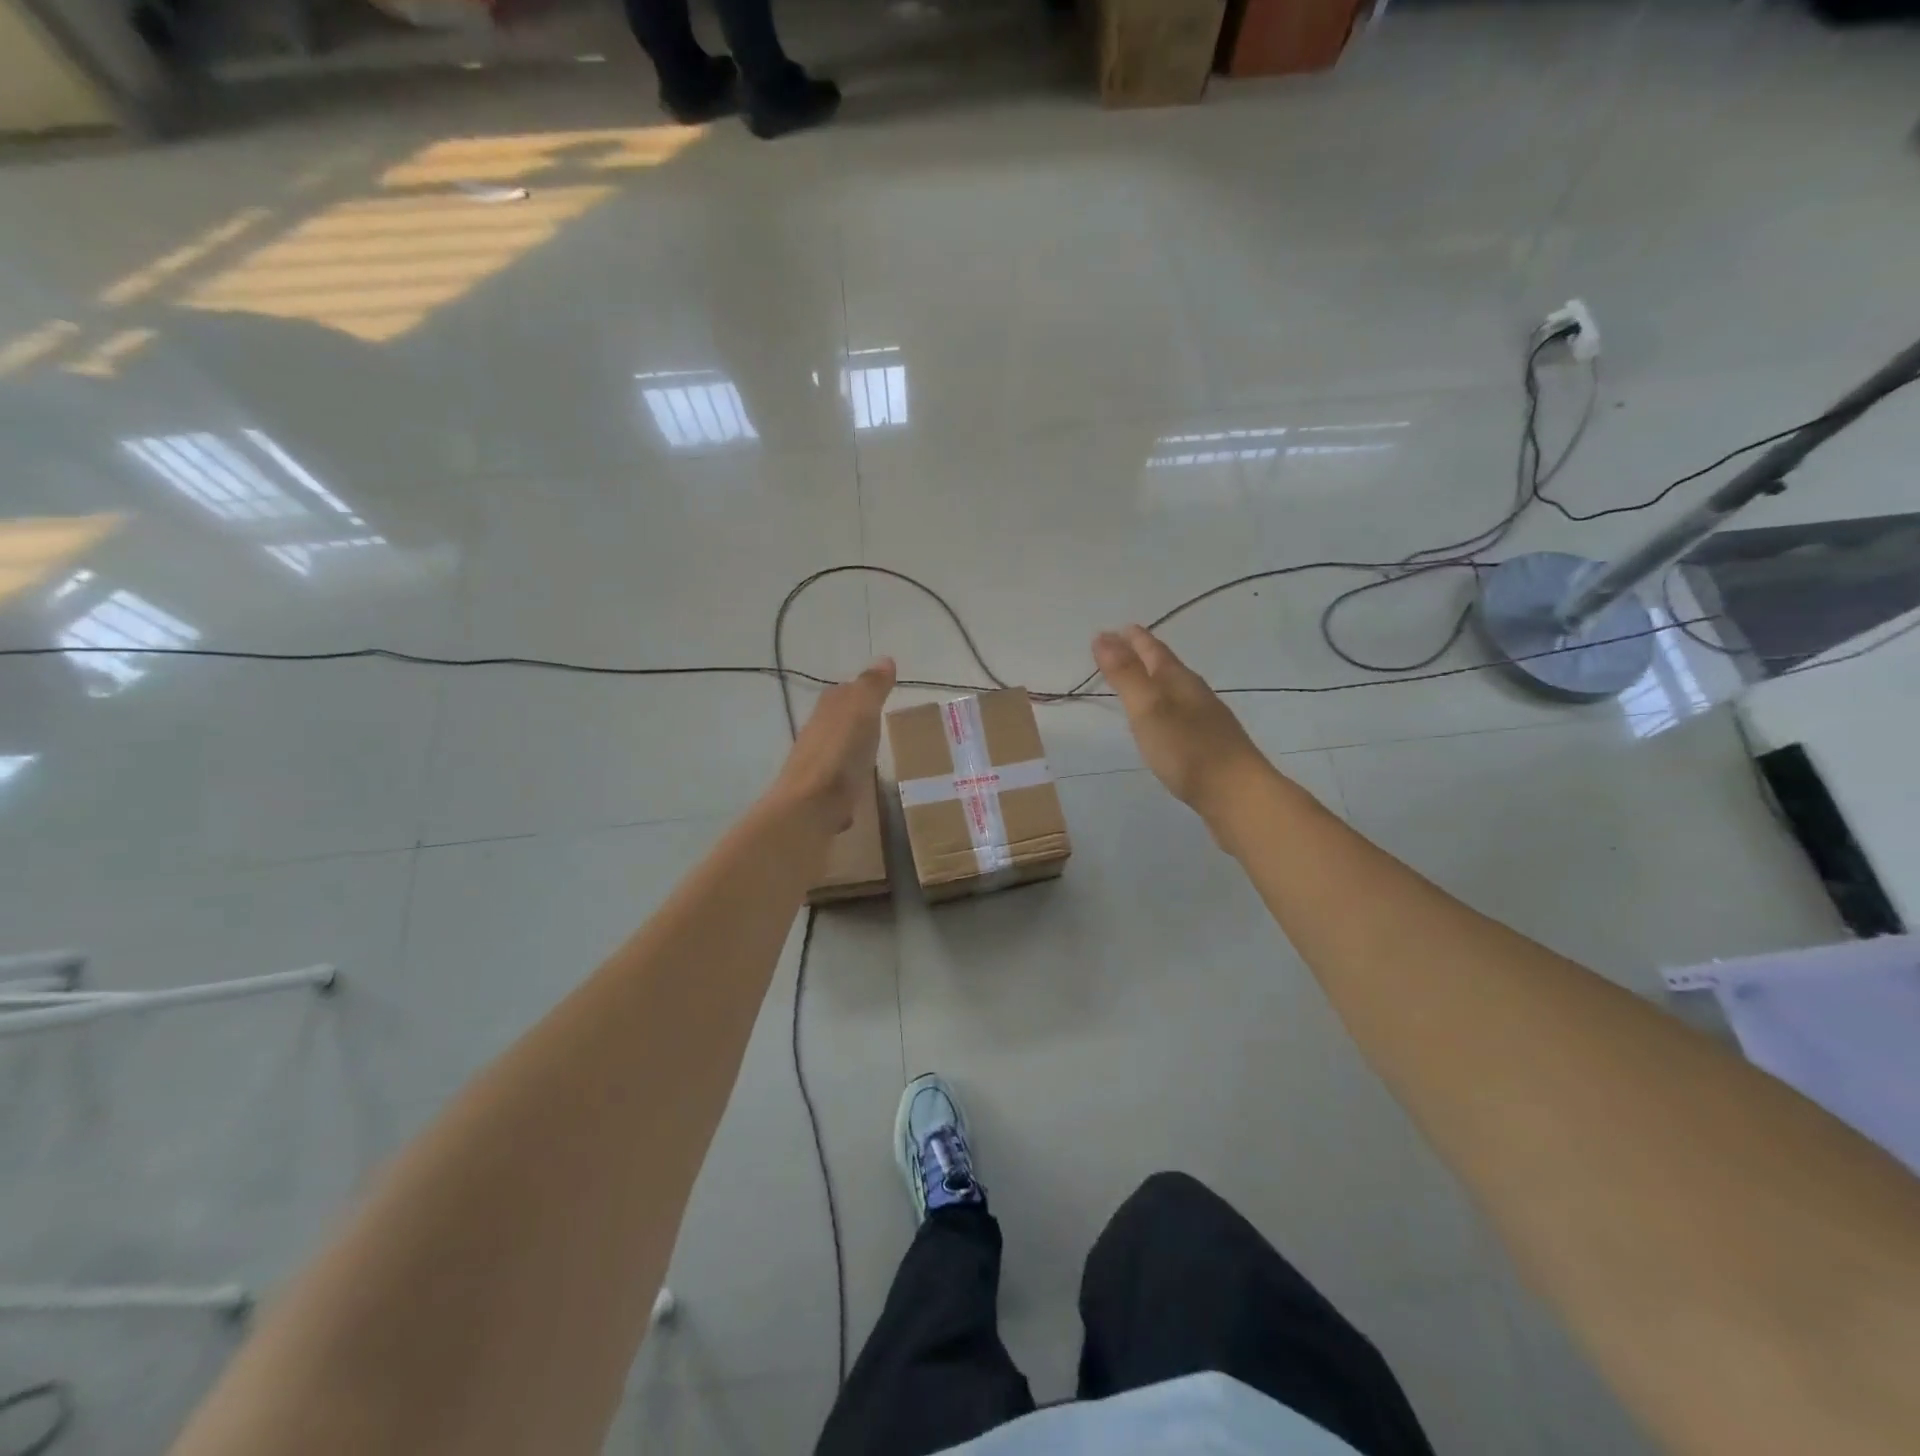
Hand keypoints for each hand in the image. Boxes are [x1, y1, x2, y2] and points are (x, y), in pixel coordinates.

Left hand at [770, 658, 896, 832]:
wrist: (809, 806)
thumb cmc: (839, 754)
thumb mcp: (862, 712)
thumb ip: (872, 687)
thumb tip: (884, 658)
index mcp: (829, 711)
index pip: (844, 693)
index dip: (859, 690)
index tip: (879, 691)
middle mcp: (818, 734)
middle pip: (838, 721)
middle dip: (854, 720)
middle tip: (878, 721)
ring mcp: (817, 766)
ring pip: (836, 750)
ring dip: (850, 749)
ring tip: (872, 753)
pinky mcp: (821, 795)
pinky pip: (838, 780)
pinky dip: (847, 779)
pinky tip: (858, 787)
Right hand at [1092, 626, 1271, 822]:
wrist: (1237, 795)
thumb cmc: (1187, 749)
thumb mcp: (1148, 708)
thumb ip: (1125, 674)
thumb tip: (1103, 636)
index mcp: (1179, 681)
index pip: (1154, 650)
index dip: (1133, 639)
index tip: (1115, 629)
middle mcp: (1195, 694)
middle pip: (1166, 667)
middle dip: (1143, 655)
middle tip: (1121, 648)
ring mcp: (1206, 720)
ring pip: (1175, 691)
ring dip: (1154, 682)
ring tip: (1138, 682)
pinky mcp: (1210, 746)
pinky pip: (1181, 715)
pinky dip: (1165, 709)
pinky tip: (1163, 723)